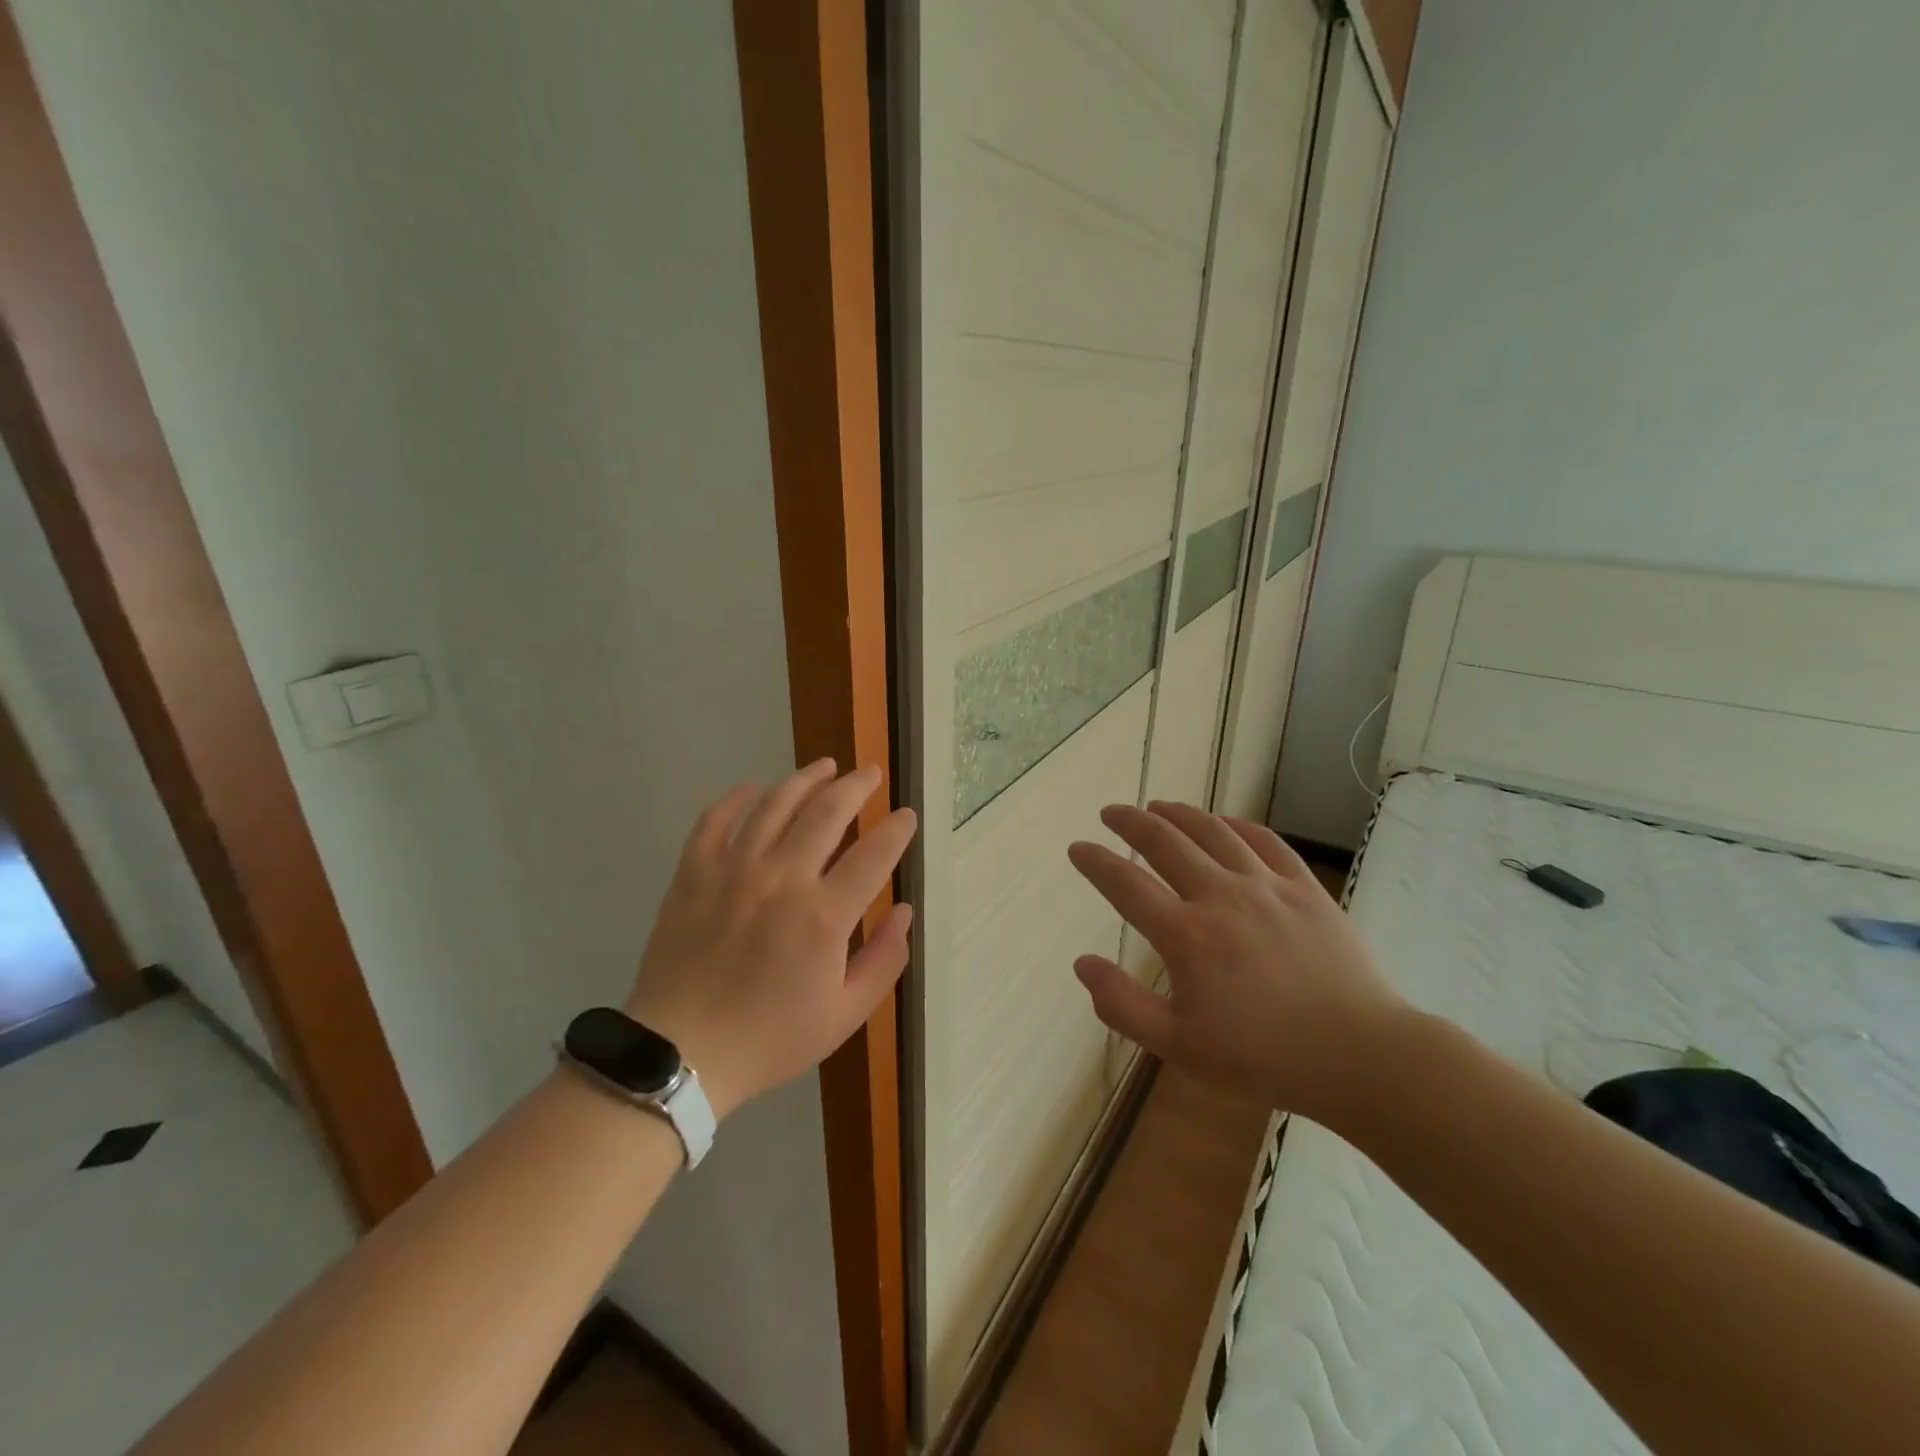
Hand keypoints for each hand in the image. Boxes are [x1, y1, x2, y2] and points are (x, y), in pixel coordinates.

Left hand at [627, 760, 915, 1119]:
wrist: (681, 1054)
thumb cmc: (770, 1038)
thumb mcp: (845, 1015)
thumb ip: (884, 959)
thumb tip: (904, 910)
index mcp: (824, 916)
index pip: (874, 854)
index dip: (896, 830)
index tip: (906, 816)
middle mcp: (783, 879)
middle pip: (827, 813)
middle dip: (856, 786)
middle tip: (871, 773)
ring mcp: (734, 871)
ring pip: (775, 804)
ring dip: (805, 779)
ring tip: (825, 766)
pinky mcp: (693, 873)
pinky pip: (715, 820)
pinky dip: (736, 798)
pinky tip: (753, 788)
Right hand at [1067, 801, 1406, 1125]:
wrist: (1360, 1056)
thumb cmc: (1263, 1057)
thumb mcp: (1180, 1046)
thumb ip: (1123, 1005)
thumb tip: (1082, 963)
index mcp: (1187, 935)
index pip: (1126, 884)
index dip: (1096, 862)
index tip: (1077, 848)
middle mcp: (1221, 896)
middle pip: (1166, 842)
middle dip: (1132, 822)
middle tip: (1111, 812)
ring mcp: (1267, 887)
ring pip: (1213, 832)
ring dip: (1179, 814)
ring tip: (1158, 806)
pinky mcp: (1305, 888)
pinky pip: (1265, 841)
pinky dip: (1237, 824)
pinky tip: (1223, 822)